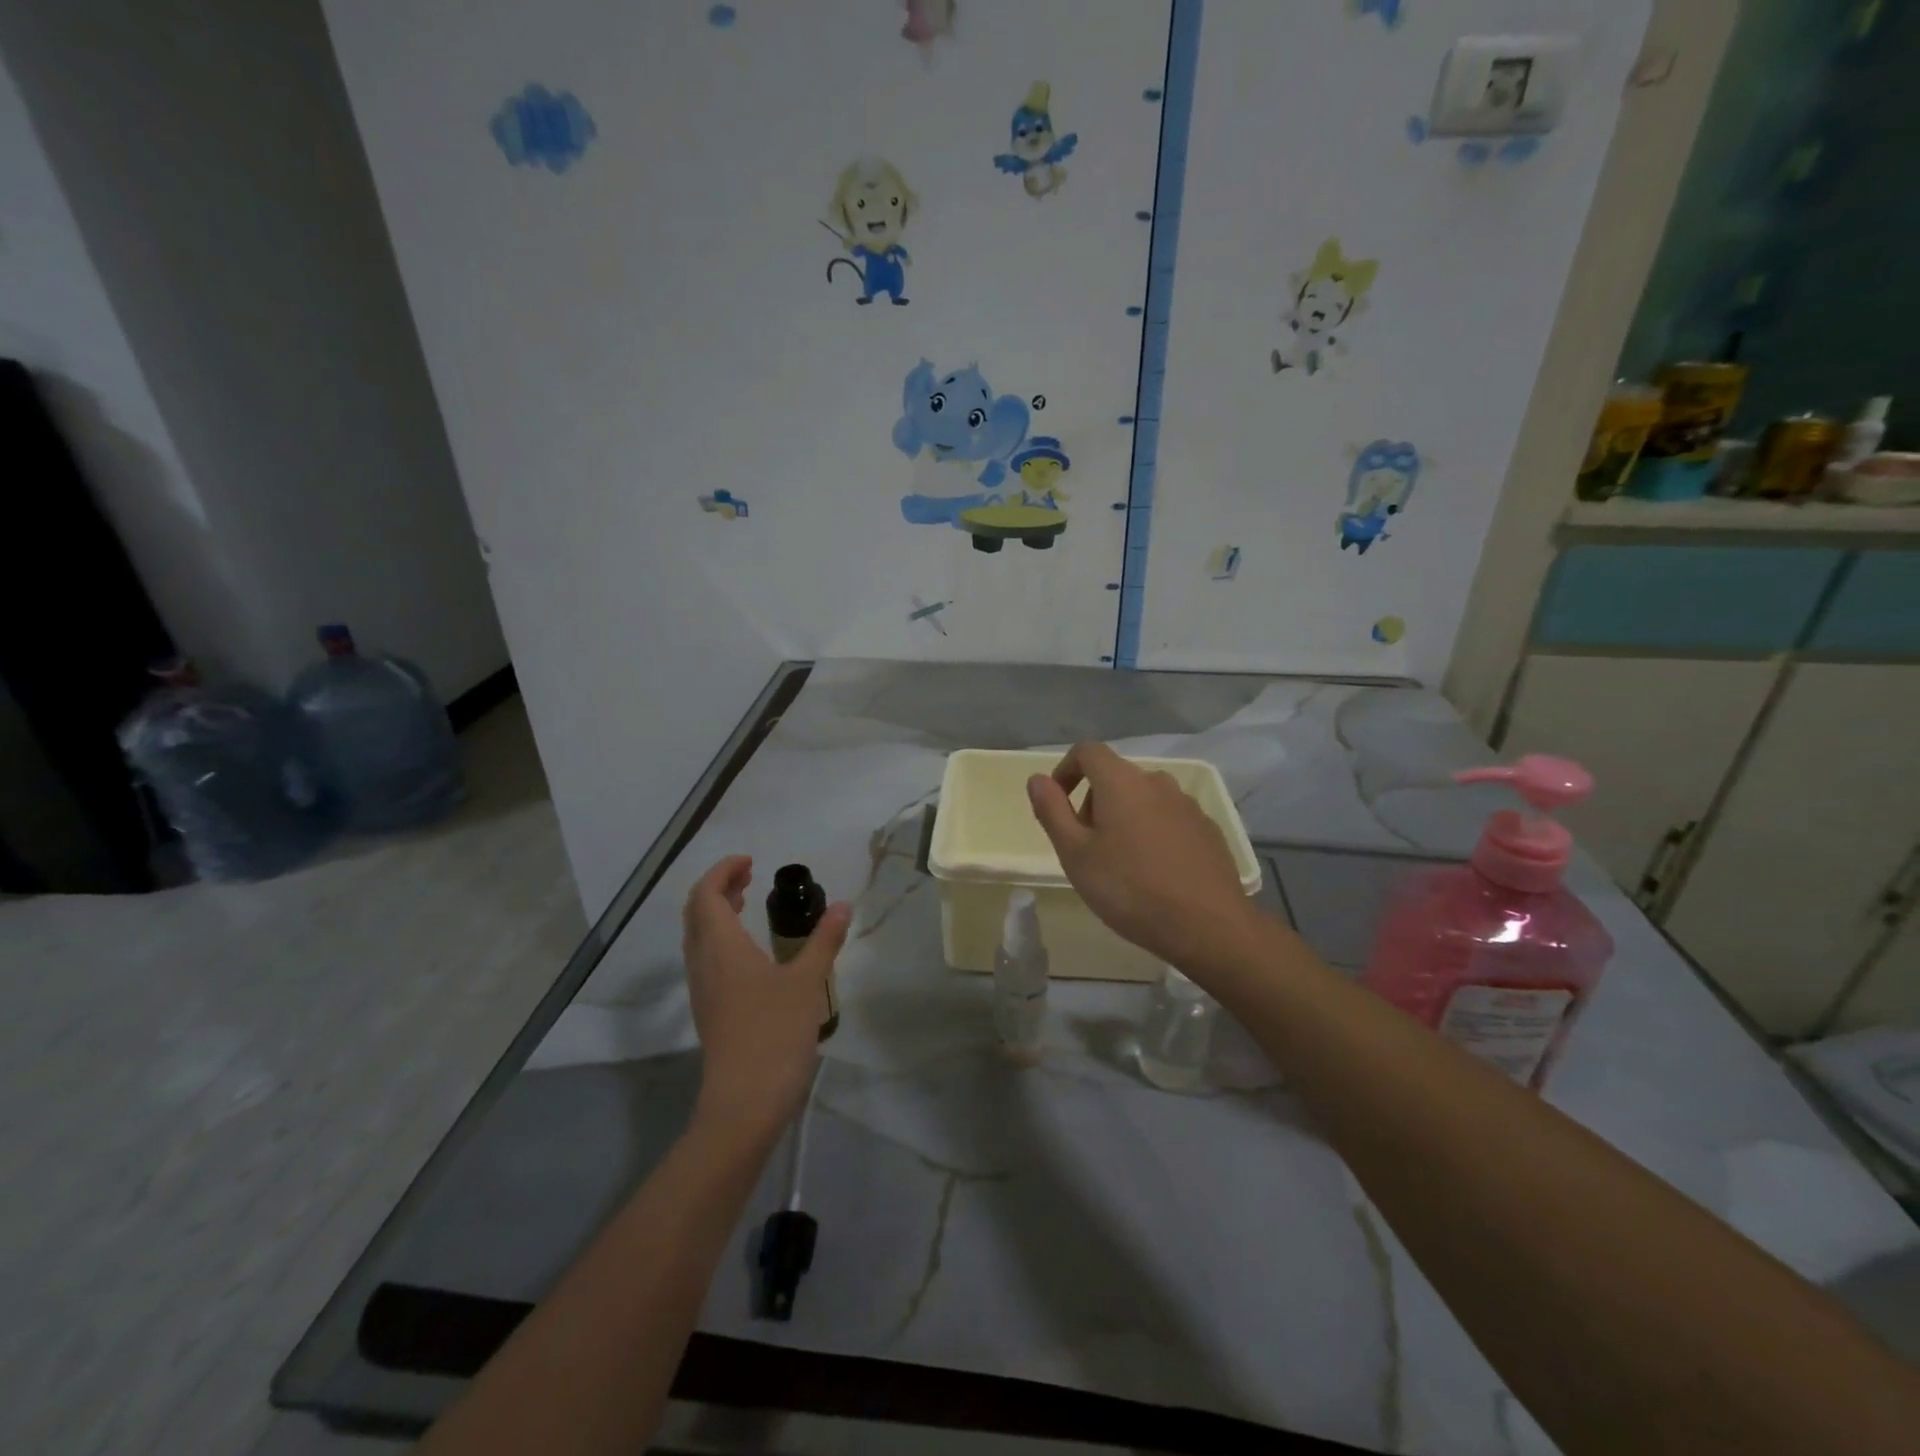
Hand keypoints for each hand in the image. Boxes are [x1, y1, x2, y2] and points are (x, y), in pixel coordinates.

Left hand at [682, 856, 850, 1142]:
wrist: (744, 1103)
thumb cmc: (774, 1034)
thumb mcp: (807, 982)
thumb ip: (824, 940)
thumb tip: (842, 906)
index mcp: (721, 947)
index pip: (706, 894)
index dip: (723, 871)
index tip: (750, 861)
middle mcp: (703, 962)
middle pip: (696, 912)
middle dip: (718, 887)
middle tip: (749, 875)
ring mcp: (703, 989)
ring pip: (698, 936)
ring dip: (717, 912)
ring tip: (746, 902)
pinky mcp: (710, 1010)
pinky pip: (706, 958)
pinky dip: (721, 937)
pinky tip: (750, 949)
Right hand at [1027, 744, 1260, 974]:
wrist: (1208, 926)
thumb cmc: (1130, 889)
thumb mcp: (1075, 854)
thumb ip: (1052, 811)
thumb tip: (1037, 779)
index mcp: (1121, 782)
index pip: (1087, 752)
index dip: (1066, 770)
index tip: (1058, 804)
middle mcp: (1157, 782)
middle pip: (1115, 776)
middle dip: (1093, 802)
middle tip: (1086, 847)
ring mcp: (1187, 805)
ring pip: (1144, 799)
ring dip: (1124, 817)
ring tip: (1120, 863)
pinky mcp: (1208, 829)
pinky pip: (1169, 818)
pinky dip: (1153, 832)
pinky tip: (1155, 872)